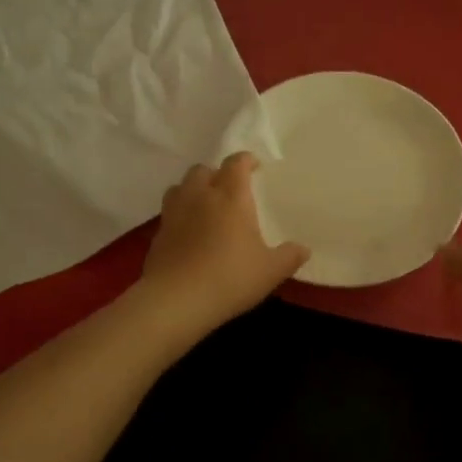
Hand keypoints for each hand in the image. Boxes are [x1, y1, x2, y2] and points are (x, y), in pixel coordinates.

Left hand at [141, 153, 308, 330]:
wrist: (176, 300)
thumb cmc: (230, 278)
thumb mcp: (270, 271)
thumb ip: (289, 257)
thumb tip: (303, 249)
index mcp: (230, 197)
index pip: (236, 163)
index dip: (246, 160)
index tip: (255, 167)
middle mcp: (199, 196)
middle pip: (203, 170)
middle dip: (217, 174)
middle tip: (229, 191)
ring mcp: (174, 214)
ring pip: (180, 187)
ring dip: (193, 190)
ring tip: (205, 207)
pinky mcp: (157, 234)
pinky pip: (169, 213)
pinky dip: (180, 216)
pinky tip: (189, 235)